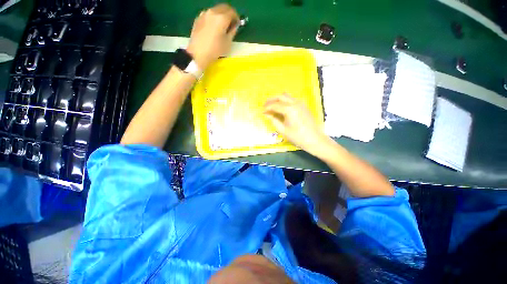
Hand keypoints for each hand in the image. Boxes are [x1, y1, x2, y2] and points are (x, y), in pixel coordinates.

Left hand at [186, 4, 238, 68]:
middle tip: (231, 23)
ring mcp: (204, 14)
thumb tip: (235, 26)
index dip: (236, 17)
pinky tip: (213, 27)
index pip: (232, 12)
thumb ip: (232, 32)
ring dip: (221, 15)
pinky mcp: (198, 18)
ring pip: (216, 10)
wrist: (197, 54)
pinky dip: (213, 18)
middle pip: (224, 7)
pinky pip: (208, 14)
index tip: (237, 24)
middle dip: (229, 14)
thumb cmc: (215, 50)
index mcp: (222, 18)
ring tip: (222, 26)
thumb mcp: (227, 43)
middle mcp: (213, 12)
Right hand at [264, 94, 330, 155]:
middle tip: (265, 106)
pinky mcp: (304, 106)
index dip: (267, 108)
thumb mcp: (282, 130)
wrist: (314, 139)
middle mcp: (295, 103)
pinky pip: (292, 100)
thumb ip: (273, 120)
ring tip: (272, 106)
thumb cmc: (297, 137)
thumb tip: (267, 114)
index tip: (262, 111)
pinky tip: (282, 109)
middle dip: (271, 100)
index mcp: (289, 109)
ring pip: (287, 96)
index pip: (275, 105)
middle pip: (280, 96)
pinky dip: (285, 102)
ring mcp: (301, 103)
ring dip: (278, 99)